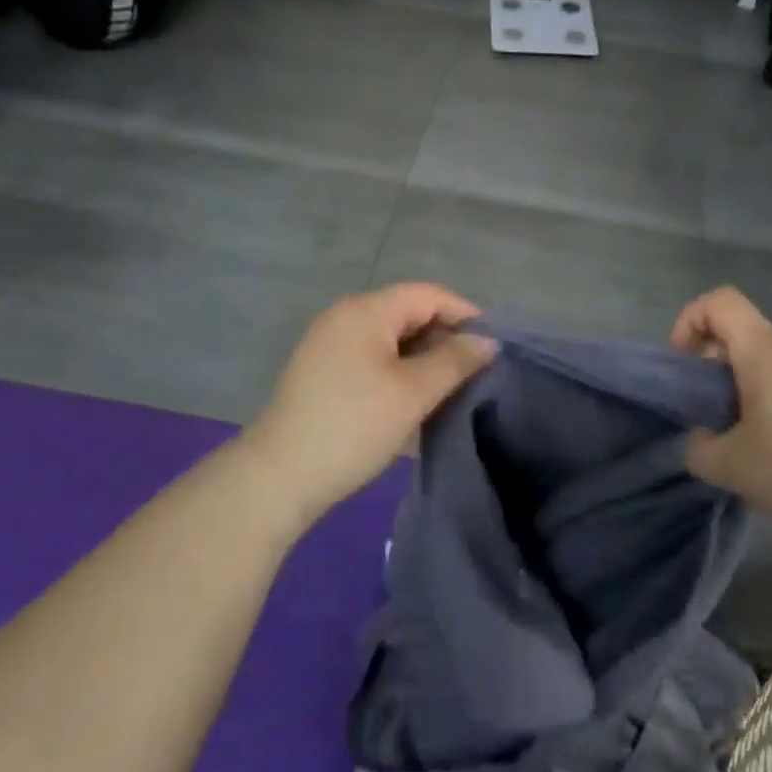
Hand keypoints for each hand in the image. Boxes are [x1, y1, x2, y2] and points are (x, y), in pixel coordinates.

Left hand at [243, 283, 495, 524]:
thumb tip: (487, 342)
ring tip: (449, 385)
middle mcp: (344, 316)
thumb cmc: (353, 426)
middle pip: (407, 311)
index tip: (493, 345)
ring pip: (389, 336)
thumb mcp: (413, 393)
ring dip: (422, 354)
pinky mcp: (320, 370)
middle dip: (444, 335)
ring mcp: (328, 343)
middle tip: (475, 369)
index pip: (427, 295)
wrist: (278, 477)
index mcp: (366, 310)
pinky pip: (370, 355)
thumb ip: (454, 361)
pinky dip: (397, 367)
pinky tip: (412, 395)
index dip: (464, 313)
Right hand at [672, 287, 771, 536]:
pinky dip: (766, 409)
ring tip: (735, 442)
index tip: (682, 368)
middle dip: (709, 367)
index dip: (689, 321)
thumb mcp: (733, 467)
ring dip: (737, 392)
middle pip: (738, 335)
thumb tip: (698, 441)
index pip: (718, 301)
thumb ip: (698, 449)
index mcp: (762, 351)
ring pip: (762, 365)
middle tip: (703, 413)